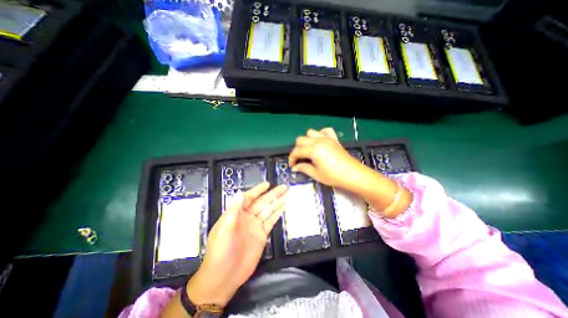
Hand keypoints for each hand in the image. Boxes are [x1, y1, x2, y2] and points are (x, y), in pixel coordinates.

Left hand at [188, 184, 286, 307]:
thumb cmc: (220, 251)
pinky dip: (278, 214)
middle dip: (273, 194)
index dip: (258, 190)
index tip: (267, 184)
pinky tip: (284, 207)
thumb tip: (239, 193)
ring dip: (278, 202)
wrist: (224, 276)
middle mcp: (248, 217)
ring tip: (287, 194)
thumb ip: (233, 211)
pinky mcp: (262, 235)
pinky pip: (271, 221)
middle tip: (284, 187)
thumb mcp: (223, 229)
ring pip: (269, 210)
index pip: (249, 198)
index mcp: (237, 213)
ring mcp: (256, 226)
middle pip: (262, 202)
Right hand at [291, 127, 365, 190]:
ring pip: (310, 133)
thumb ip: (303, 168)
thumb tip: (295, 167)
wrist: (353, 175)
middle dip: (297, 149)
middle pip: (301, 139)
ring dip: (306, 140)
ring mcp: (327, 138)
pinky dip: (320, 134)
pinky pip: (325, 131)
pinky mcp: (334, 139)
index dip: (292, 158)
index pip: (297, 151)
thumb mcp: (316, 174)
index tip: (292, 165)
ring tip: (308, 150)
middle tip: (299, 159)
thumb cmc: (334, 176)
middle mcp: (318, 141)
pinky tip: (320, 142)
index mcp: (313, 150)